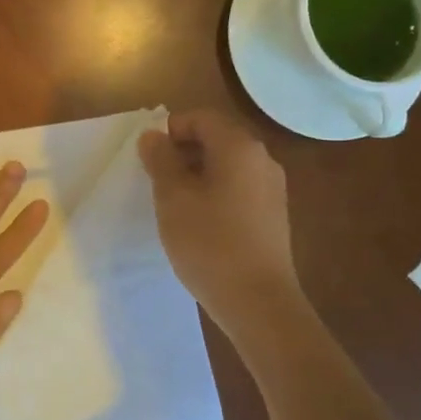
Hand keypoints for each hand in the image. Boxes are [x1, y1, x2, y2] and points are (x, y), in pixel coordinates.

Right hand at [138, 109, 303, 334]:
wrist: (257, 301)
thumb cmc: (209, 243)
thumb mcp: (173, 198)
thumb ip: (160, 160)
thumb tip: (152, 135)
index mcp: (239, 147)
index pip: (200, 118)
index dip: (170, 130)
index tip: (148, 159)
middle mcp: (262, 159)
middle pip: (216, 139)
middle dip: (182, 153)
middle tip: (156, 181)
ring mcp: (272, 188)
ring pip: (227, 166)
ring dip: (196, 175)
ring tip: (174, 205)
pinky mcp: (273, 215)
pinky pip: (238, 189)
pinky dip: (214, 193)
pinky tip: (199, 223)